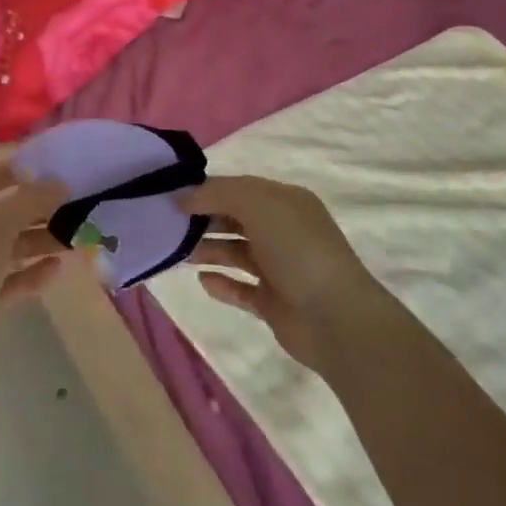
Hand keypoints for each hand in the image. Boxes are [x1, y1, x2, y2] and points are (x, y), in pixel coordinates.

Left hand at [0, 160, 67, 367]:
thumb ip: (31, 199)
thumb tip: (58, 183)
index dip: (23, 172)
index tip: (59, 172)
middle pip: (0, 213)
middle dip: (38, 212)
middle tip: (77, 209)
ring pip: (5, 247)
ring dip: (39, 242)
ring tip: (76, 240)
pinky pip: (3, 279)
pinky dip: (28, 273)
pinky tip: (57, 269)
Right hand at [184, 175, 395, 372]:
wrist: (335, 317)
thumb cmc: (297, 249)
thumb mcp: (258, 205)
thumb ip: (219, 194)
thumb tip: (184, 198)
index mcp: (285, 202)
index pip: (239, 189)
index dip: (207, 191)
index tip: (172, 197)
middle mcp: (283, 231)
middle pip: (236, 219)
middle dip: (205, 219)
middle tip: (169, 225)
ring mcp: (279, 268)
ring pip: (235, 252)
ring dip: (208, 249)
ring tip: (179, 252)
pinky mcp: (273, 302)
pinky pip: (241, 288)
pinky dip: (222, 283)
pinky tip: (203, 281)